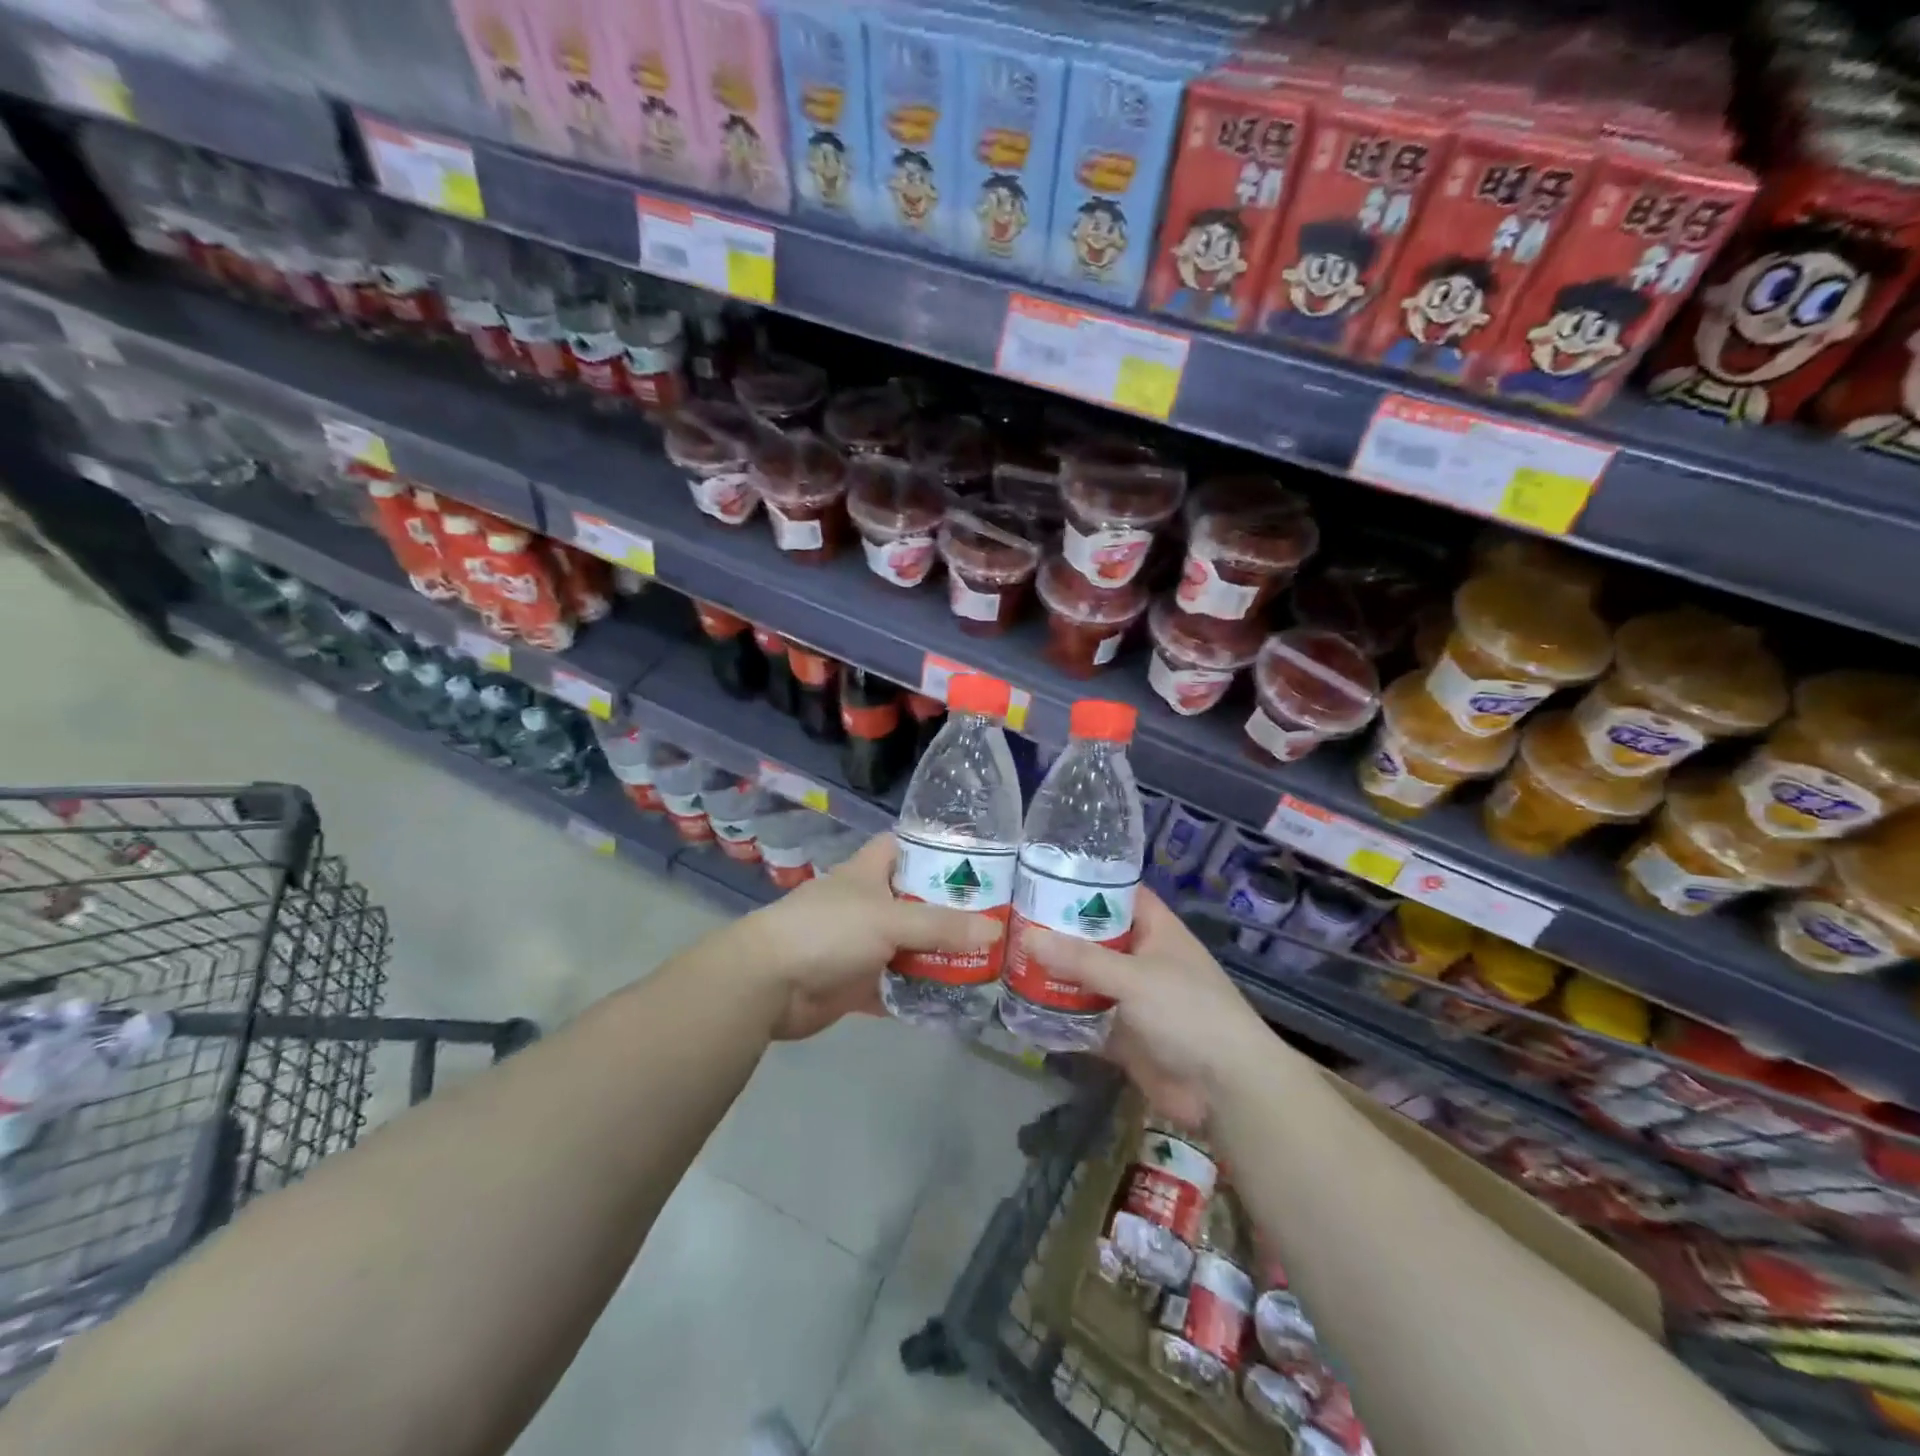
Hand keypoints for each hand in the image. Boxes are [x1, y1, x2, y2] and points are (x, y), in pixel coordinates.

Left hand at [738, 833, 1002, 1039]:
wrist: (768, 984)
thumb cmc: (828, 931)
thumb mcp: (889, 920)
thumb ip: (941, 926)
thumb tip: (996, 930)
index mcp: (868, 873)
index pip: (904, 847)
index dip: (935, 849)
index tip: (976, 862)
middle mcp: (866, 905)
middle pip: (914, 901)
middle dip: (950, 911)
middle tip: (996, 920)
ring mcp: (860, 945)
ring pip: (908, 946)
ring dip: (937, 956)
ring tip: (985, 962)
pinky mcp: (855, 983)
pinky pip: (894, 986)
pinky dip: (917, 993)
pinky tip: (952, 1000)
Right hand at [1021, 890, 1272, 1127]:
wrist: (1225, 1090)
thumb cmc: (1188, 1012)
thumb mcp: (1134, 977)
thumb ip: (1081, 959)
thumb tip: (1027, 938)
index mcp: (1156, 931)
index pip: (1119, 893)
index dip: (1087, 882)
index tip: (1043, 874)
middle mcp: (1143, 958)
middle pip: (1095, 937)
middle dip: (1059, 931)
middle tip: (1010, 918)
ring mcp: (1132, 998)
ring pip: (1086, 978)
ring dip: (1055, 973)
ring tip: (1007, 958)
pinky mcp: (1123, 1034)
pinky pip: (1085, 1018)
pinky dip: (1059, 1015)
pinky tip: (1022, 1007)